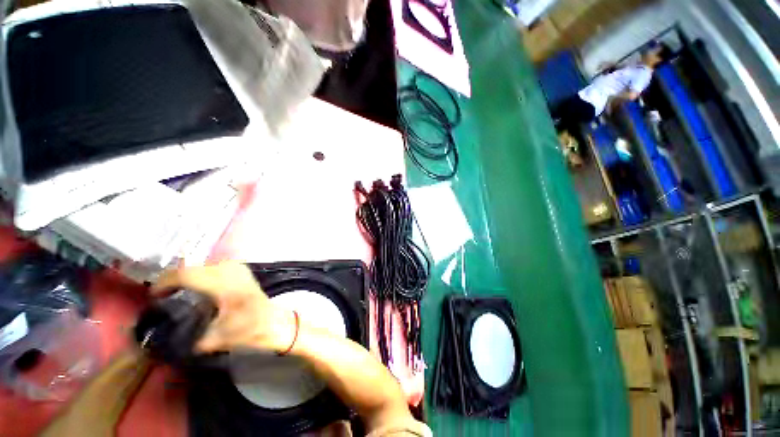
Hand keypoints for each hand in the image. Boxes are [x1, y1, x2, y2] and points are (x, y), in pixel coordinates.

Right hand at [151, 262, 295, 353]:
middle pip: (194, 268)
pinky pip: (216, 267)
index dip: (165, 282)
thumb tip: (166, 338)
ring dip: (189, 276)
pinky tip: (198, 286)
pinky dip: (203, 274)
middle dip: (174, 279)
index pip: (187, 274)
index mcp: (224, 285)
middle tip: (161, 294)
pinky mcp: (244, 271)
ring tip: (176, 290)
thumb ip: (189, 337)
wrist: (276, 322)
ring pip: (205, 266)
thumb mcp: (216, 338)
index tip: (153, 295)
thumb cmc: (250, 330)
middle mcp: (232, 271)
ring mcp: (240, 269)